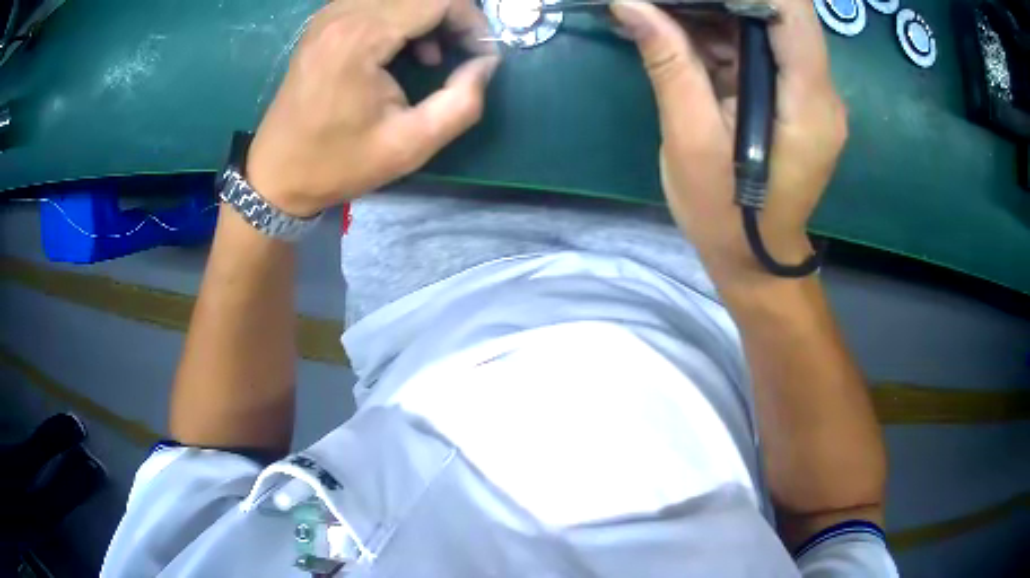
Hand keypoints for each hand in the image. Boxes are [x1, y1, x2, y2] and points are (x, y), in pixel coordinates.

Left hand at [247, 0, 499, 216]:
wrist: (277, 174)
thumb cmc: (339, 163)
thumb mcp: (411, 145)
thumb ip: (463, 101)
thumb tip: (485, 63)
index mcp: (360, 37)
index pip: (439, 0)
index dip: (472, 22)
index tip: (481, 56)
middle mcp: (343, 13)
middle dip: (454, 17)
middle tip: (464, 53)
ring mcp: (330, 14)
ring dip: (430, 16)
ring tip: (436, 55)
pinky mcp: (325, 22)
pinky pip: (379, 2)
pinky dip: (405, 16)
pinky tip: (406, 48)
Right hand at [611, 0, 846, 287]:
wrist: (755, 258)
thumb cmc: (726, 213)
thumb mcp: (690, 139)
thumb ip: (669, 64)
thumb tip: (629, 5)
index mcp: (808, 101)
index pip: (792, 11)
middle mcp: (821, 91)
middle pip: (781, 13)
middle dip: (722, 0)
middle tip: (668, 4)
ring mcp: (812, 95)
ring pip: (770, 27)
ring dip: (718, 13)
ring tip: (666, 14)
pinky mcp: (797, 100)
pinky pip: (765, 50)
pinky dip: (725, 36)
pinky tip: (685, 37)